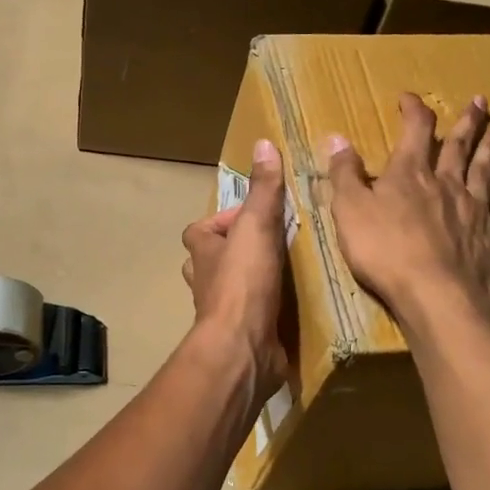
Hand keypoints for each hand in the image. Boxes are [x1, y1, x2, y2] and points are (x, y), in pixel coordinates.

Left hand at [181, 139, 290, 399]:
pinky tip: (289, 306)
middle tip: (271, 245)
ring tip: (284, 272)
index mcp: (201, 251)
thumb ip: (262, 189)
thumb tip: (263, 143)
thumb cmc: (243, 282)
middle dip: (235, 252)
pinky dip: (263, 309)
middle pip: (212, 258)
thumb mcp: (256, 226)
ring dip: (249, 280)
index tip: (254, 217)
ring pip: (228, 288)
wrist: (242, 347)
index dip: (223, 220)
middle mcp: (204, 280)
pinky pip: (249, 315)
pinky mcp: (239, 334)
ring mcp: (219, 310)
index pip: (200, 229)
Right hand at [326, 94, 489, 326]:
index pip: (415, 130)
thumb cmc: (384, 251)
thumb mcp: (349, 209)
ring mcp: (476, 211)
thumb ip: (344, 174)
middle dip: (466, 122)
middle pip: (458, 146)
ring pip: (486, 172)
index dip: (413, 110)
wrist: (436, 297)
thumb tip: (337, 137)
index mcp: (410, 174)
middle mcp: (447, 184)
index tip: (409, 98)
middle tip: (479, 101)